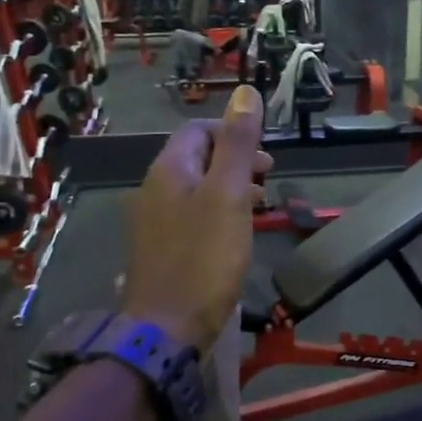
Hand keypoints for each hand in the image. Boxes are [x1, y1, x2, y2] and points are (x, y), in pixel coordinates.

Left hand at [122, 86, 271, 352]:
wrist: (167, 328)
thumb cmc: (203, 257)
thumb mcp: (227, 194)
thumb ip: (237, 144)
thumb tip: (245, 92)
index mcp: (168, 170)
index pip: (198, 130)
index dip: (232, 132)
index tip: (264, 155)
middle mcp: (154, 189)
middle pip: (196, 158)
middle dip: (233, 160)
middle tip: (267, 177)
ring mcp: (154, 221)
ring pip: (196, 188)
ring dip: (228, 187)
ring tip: (258, 204)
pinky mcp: (162, 249)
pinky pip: (192, 216)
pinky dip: (217, 213)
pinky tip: (235, 234)